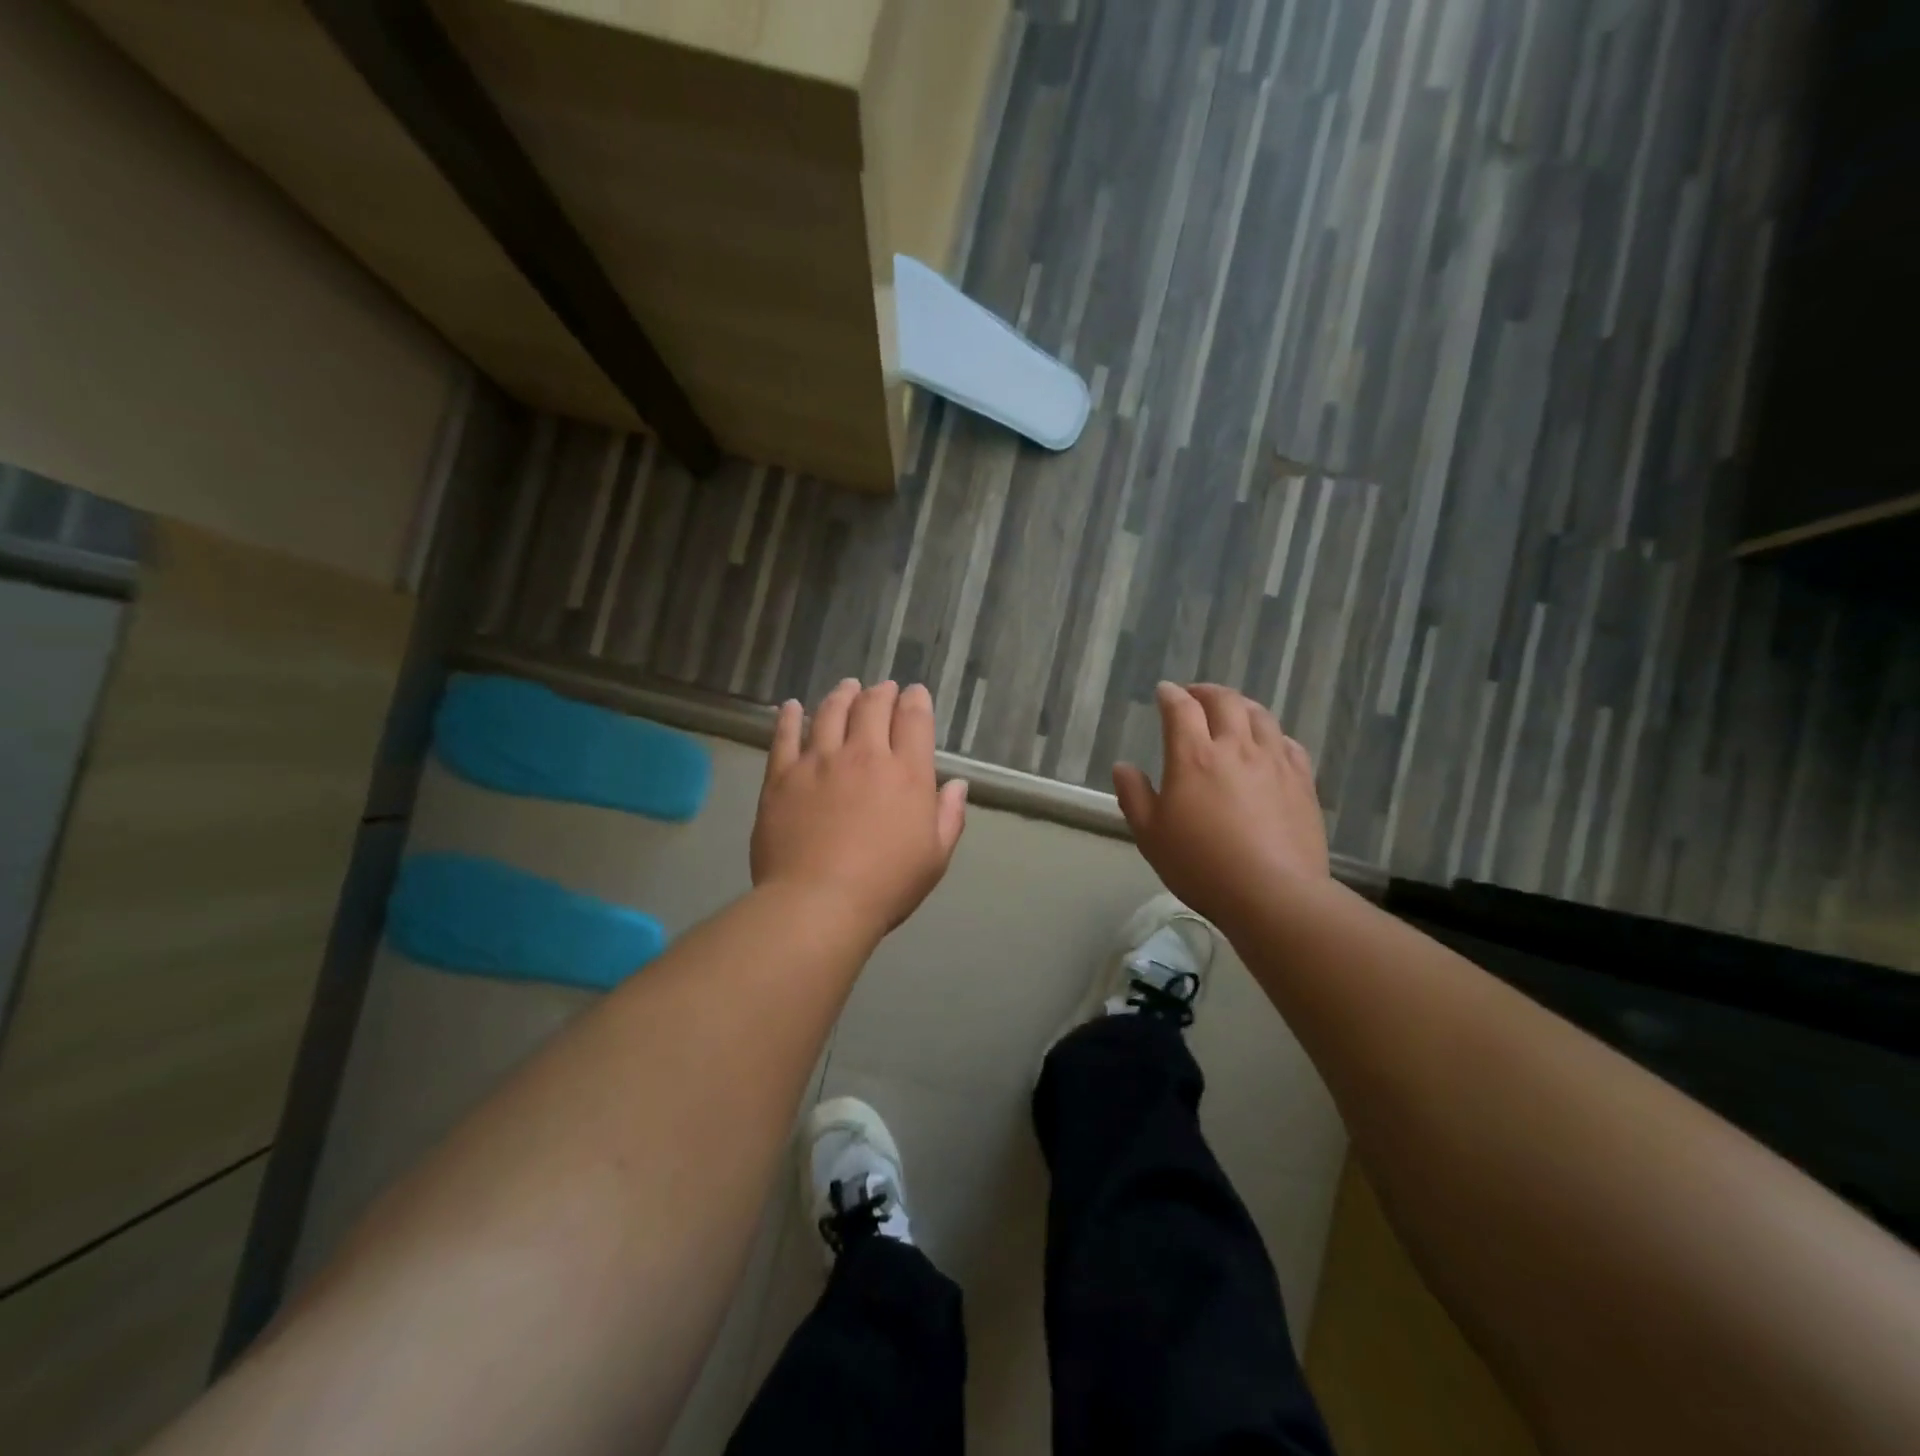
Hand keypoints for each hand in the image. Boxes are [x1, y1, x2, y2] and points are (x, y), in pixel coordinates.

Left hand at [752, 679, 968, 936]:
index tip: (914, 694)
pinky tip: (792, 707)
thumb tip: (958, 784)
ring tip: (847, 688)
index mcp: (907, 773)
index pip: (914, 719)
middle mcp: (864, 755)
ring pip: (830, 712)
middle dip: (881, 692)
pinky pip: (785, 736)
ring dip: (842, 695)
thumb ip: (949, 816)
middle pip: (873, 706)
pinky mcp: (782, 776)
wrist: (818, 903)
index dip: (916, 700)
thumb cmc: (885, 885)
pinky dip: (790, 717)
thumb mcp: (934, 857)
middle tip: (882, 689)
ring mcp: (819, 761)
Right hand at [1113, 683, 1329, 928]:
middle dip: (1206, 692)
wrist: (1273, 894)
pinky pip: (1288, 743)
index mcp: (1193, 756)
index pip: (1181, 709)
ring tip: (1232, 711)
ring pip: (1260, 716)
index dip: (1170, 695)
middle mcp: (1236, 747)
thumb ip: (1134, 795)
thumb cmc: (1201, 865)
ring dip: (1241, 705)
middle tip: (1195, 696)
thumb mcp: (1151, 835)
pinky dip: (1272, 734)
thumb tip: (1123, 766)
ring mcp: (1274, 762)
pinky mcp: (1302, 781)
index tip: (1164, 691)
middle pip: (1225, 701)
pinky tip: (1269, 744)